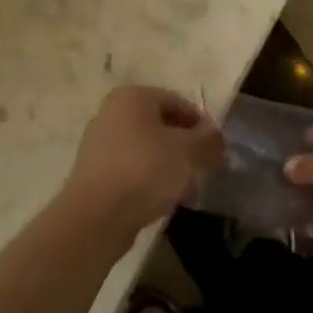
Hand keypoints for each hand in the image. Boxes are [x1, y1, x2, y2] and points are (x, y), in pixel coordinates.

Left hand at [60, 86, 224, 233]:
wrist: (96, 216)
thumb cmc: (145, 171)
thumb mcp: (188, 152)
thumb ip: (209, 140)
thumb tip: (217, 137)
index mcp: (133, 97)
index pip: (178, 102)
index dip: (201, 124)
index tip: (216, 149)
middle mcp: (112, 113)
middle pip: (161, 125)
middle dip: (185, 147)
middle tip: (203, 169)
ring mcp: (100, 143)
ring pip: (147, 149)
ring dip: (170, 166)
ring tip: (186, 190)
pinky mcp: (95, 172)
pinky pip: (132, 169)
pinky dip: (150, 180)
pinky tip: (163, 201)